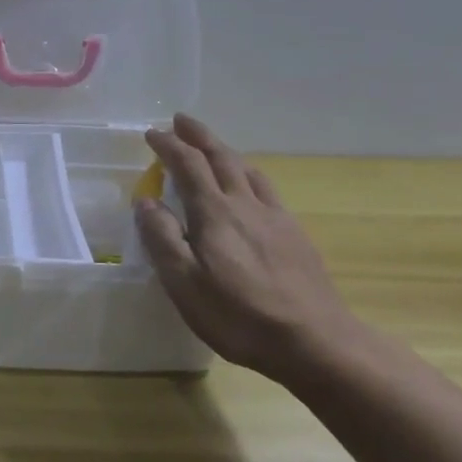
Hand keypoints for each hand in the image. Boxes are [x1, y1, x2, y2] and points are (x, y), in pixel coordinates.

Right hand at [134, 113, 352, 379]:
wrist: (315, 341)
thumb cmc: (239, 315)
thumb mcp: (184, 283)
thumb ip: (161, 238)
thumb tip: (146, 201)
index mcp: (215, 213)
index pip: (188, 165)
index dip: (169, 146)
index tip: (152, 133)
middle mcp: (245, 205)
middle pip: (221, 158)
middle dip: (199, 136)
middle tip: (181, 120)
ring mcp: (275, 218)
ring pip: (247, 170)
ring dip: (225, 152)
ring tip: (212, 147)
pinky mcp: (295, 235)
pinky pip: (266, 189)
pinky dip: (249, 174)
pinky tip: (251, 186)